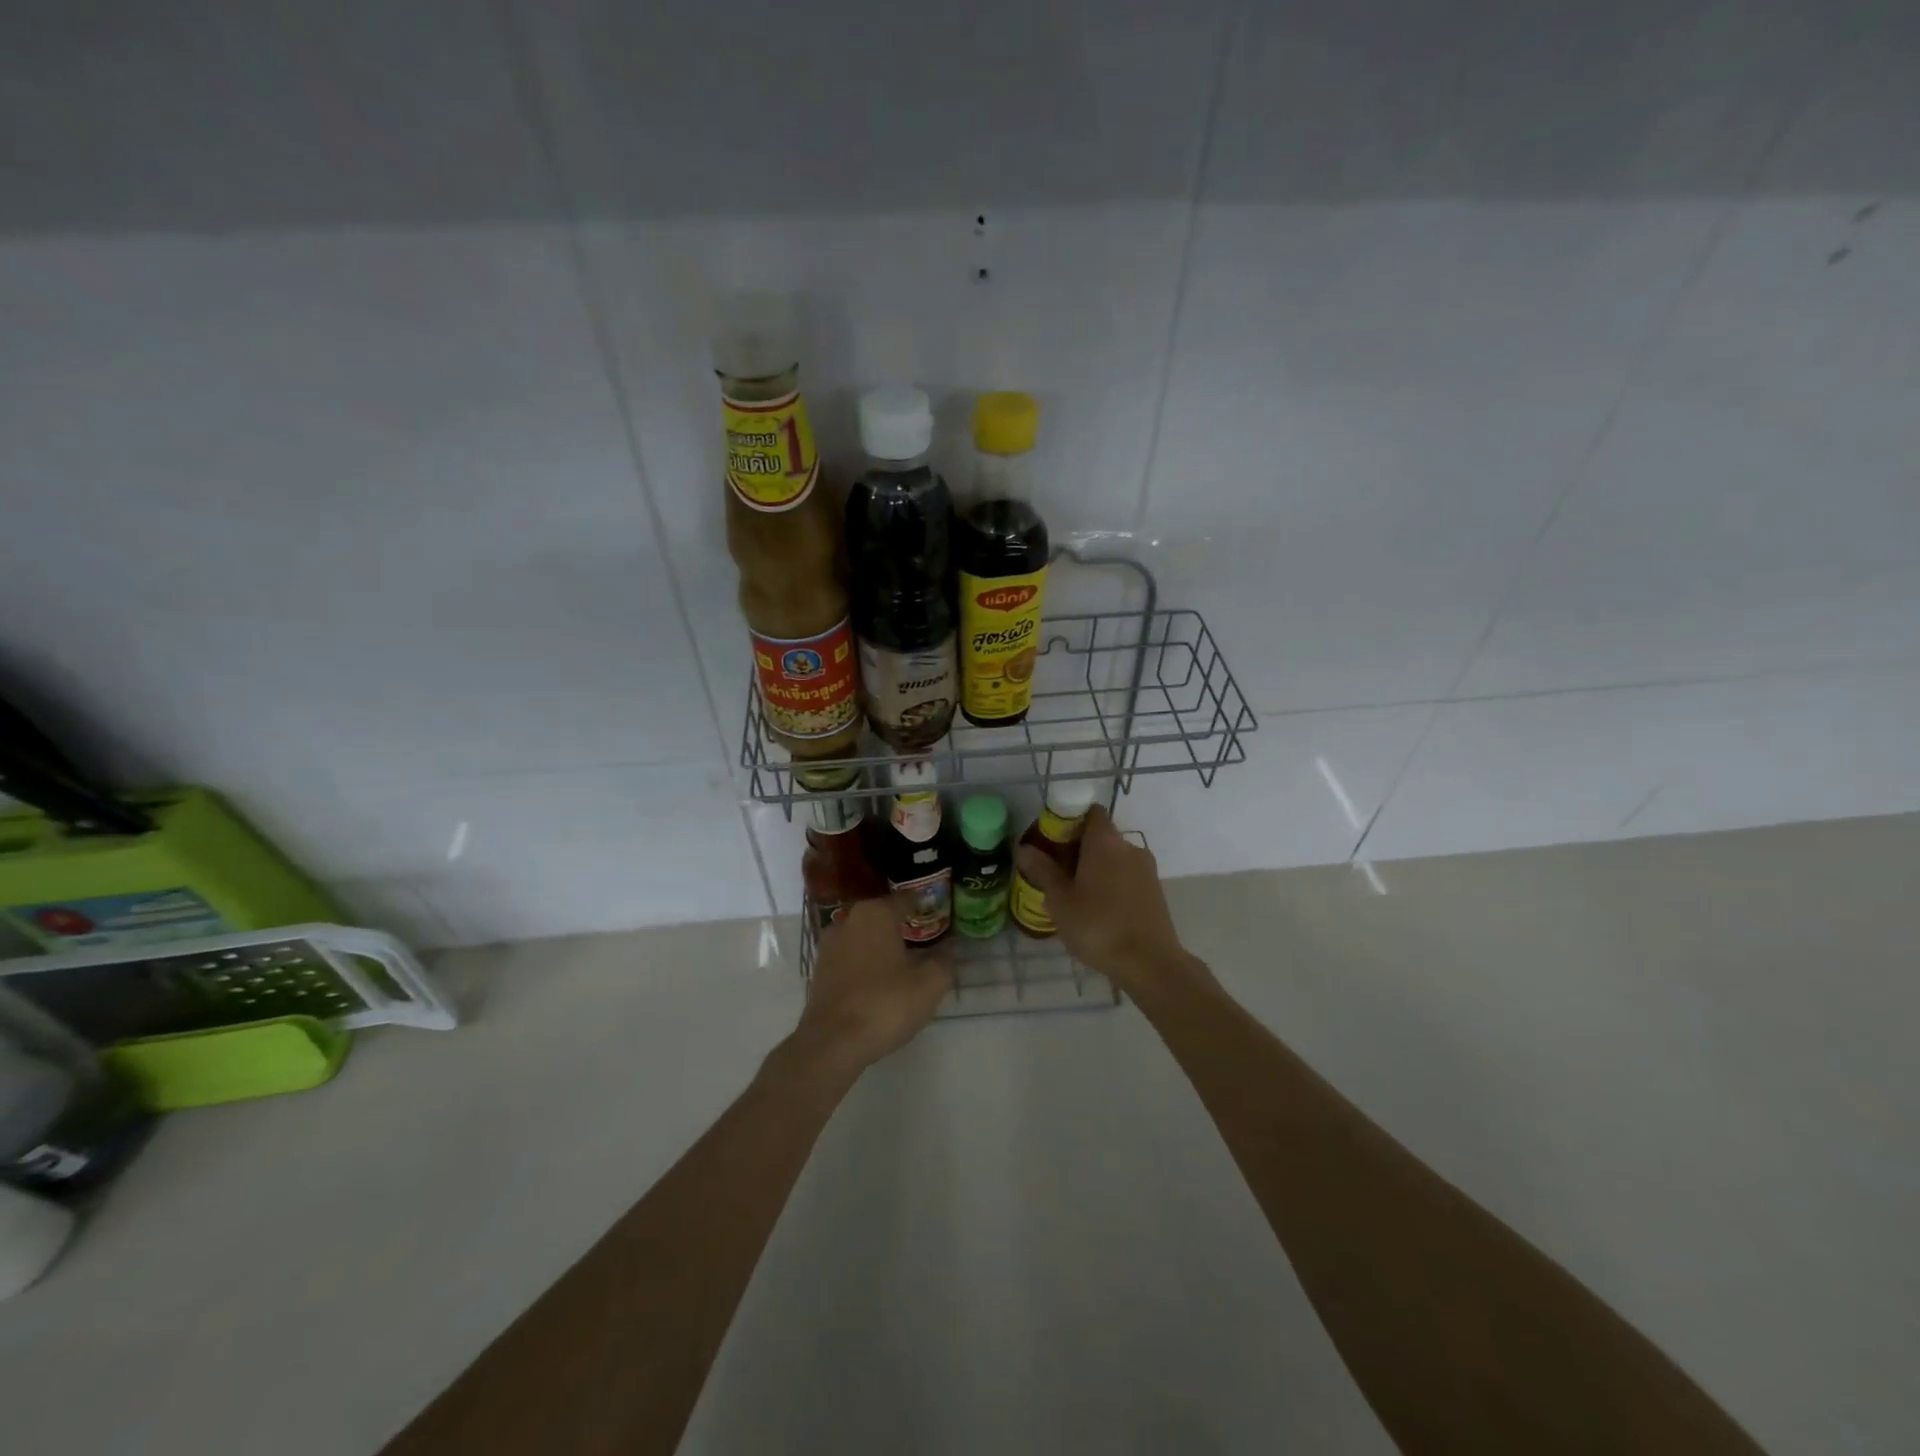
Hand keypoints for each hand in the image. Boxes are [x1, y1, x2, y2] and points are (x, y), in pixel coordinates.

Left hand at [793, 898, 950, 1073]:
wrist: (833, 1042)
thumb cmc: (885, 1004)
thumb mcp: (929, 985)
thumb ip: (944, 964)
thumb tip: (948, 953)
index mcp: (876, 913)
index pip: (906, 899)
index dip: (924, 906)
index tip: (938, 914)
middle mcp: (849, 920)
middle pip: (882, 916)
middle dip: (901, 925)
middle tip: (924, 940)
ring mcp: (829, 945)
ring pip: (863, 936)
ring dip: (880, 945)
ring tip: (902, 962)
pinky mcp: (819, 970)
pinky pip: (849, 957)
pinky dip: (864, 963)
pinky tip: (878, 980)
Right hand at [1014, 806, 1200, 998]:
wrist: (1150, 963)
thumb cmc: (1098, 926)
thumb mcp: (1060, 901)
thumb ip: (1042, 871)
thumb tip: (1024, 848)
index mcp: (1104, 841)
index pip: (1089, 811)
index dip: (1069, 820)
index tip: (1051, 840)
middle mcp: (1128, 846)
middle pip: (1100, 835)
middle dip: (1077, 848)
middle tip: (1055, 872)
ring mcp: (1146, 869)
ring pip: (1114, 858)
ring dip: (1094, 868)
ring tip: (1074, 895)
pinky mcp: (1155, 890)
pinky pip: (1126, 876)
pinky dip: (1111, 884)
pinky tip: (1097, 910)